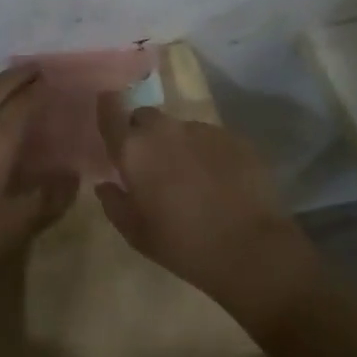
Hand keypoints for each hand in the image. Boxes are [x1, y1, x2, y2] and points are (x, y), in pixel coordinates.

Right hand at [94, 102, 318, 305]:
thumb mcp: (136, 234)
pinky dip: (208, 153)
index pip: (110, 111)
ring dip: (178, 145)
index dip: (107, 108)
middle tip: (152, 163)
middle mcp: (165, 130)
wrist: (251, 249)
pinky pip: (211, 139)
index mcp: (134, 150)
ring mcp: (202, 130)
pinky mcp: (234, 138)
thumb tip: (105, 185)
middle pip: (145, 116)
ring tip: (191, 176)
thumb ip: (114, 203)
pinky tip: (220, 180)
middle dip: (143, 133)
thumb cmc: (183, 244)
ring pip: (180, 129)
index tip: (107, 112)